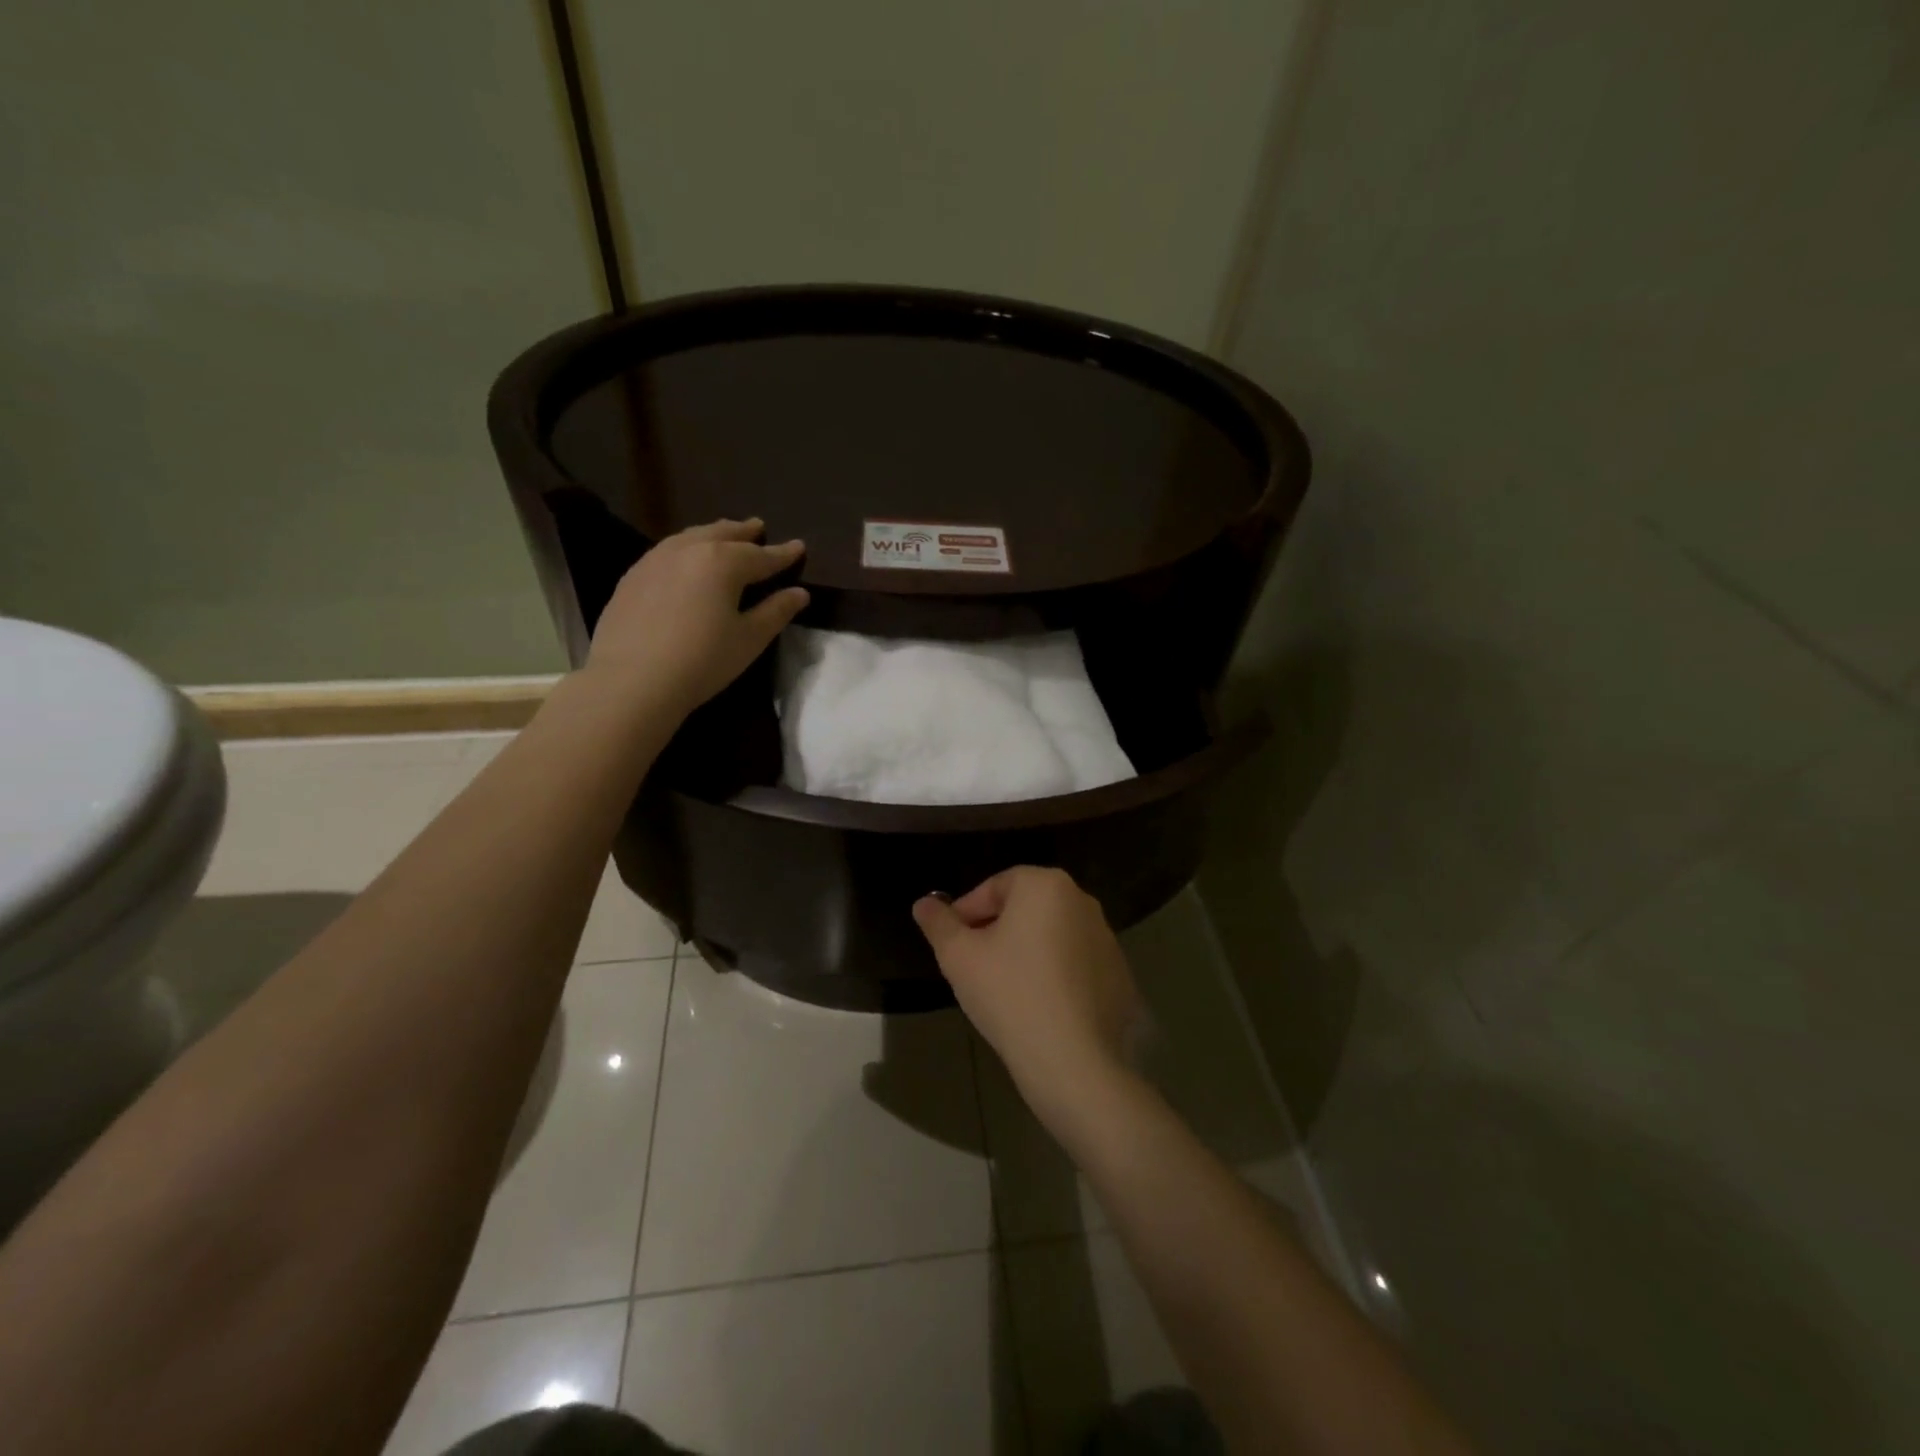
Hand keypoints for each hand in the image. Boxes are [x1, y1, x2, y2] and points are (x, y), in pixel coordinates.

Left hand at [583, 518, 807, 717]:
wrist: (632, 681)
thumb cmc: (702, 660)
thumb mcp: (749, 639)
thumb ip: (776, 612)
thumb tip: (799, 593)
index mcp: (723, 562)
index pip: (761, 555)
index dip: (783, 553)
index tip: (799, 546)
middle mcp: (689, 550)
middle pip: (722, 534)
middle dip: (743, 532)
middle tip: (758, 526)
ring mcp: (655, 560)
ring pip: (691, 537)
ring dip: (712, 534)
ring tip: (723, 535)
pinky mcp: (632, 577)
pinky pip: (667, 552)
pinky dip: (686, 548)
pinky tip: (685, 561)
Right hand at [913, 867, 1143, 1124]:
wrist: (1074, 1061)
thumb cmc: (1010, 995)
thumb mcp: (958, 957)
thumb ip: (938, 923)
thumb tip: (923, 903)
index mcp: (1046, 885)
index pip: (994, 887)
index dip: (966, 912)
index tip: (951, 944)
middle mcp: (1082, 900)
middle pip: (1024, 907)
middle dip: (995, 930)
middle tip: (972, 965)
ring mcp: (1106, 936)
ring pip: (1049, 934)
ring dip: (1024, 951)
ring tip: (1002, 988)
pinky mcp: (1118, 972)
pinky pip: (1073, 962)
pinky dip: (1053, 973)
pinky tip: (1037, 1005)